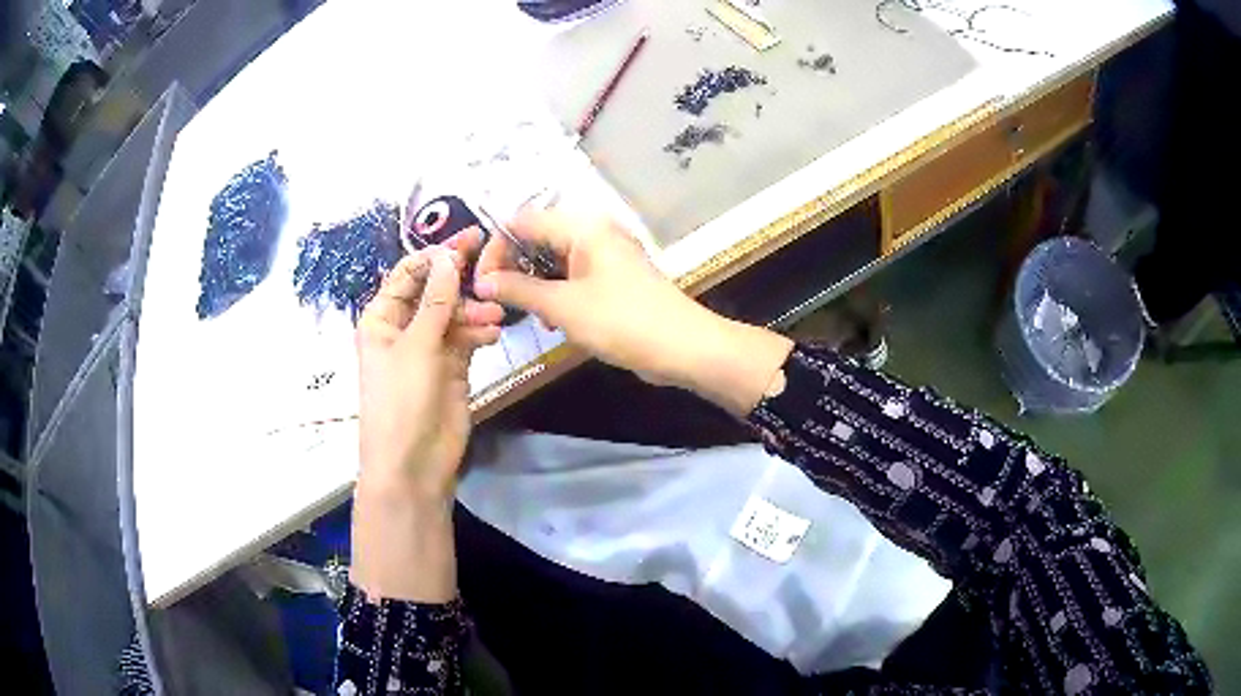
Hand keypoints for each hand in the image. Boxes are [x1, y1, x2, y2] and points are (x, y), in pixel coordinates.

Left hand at [351, 230, 502, 600]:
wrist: (413, 462)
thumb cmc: (401, 399)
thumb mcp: (417, 345)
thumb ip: (437, 300)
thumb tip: (449, 256)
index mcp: (382, 318)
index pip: (410, 274)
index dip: (437, 253)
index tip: (471, 237)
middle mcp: (404, 329)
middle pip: (436, 291)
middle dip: (461, 282)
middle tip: (494, 267)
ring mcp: (428, 349)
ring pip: (455, 315)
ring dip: (474, 311)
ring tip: (494, 318)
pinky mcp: (451, 368)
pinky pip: (467, 339)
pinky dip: (480, 333)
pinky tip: (493, 335)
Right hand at [474, 209, 792, 414]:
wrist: (684, 347)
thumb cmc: (623, 321)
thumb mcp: (563, 307)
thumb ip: (519, 290)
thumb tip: (483, 282)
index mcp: (582, 226)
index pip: (522, 221)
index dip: (496, 249)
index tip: (481, 284)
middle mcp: (594, 231)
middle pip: (538, 238)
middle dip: (515, 268)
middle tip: (499, 301)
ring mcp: (607, 253)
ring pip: (555, 259)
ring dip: (536, 284)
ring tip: (529, 313)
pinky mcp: (614, 276)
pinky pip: (574, 275)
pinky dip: (558, 292)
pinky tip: (554, 320)